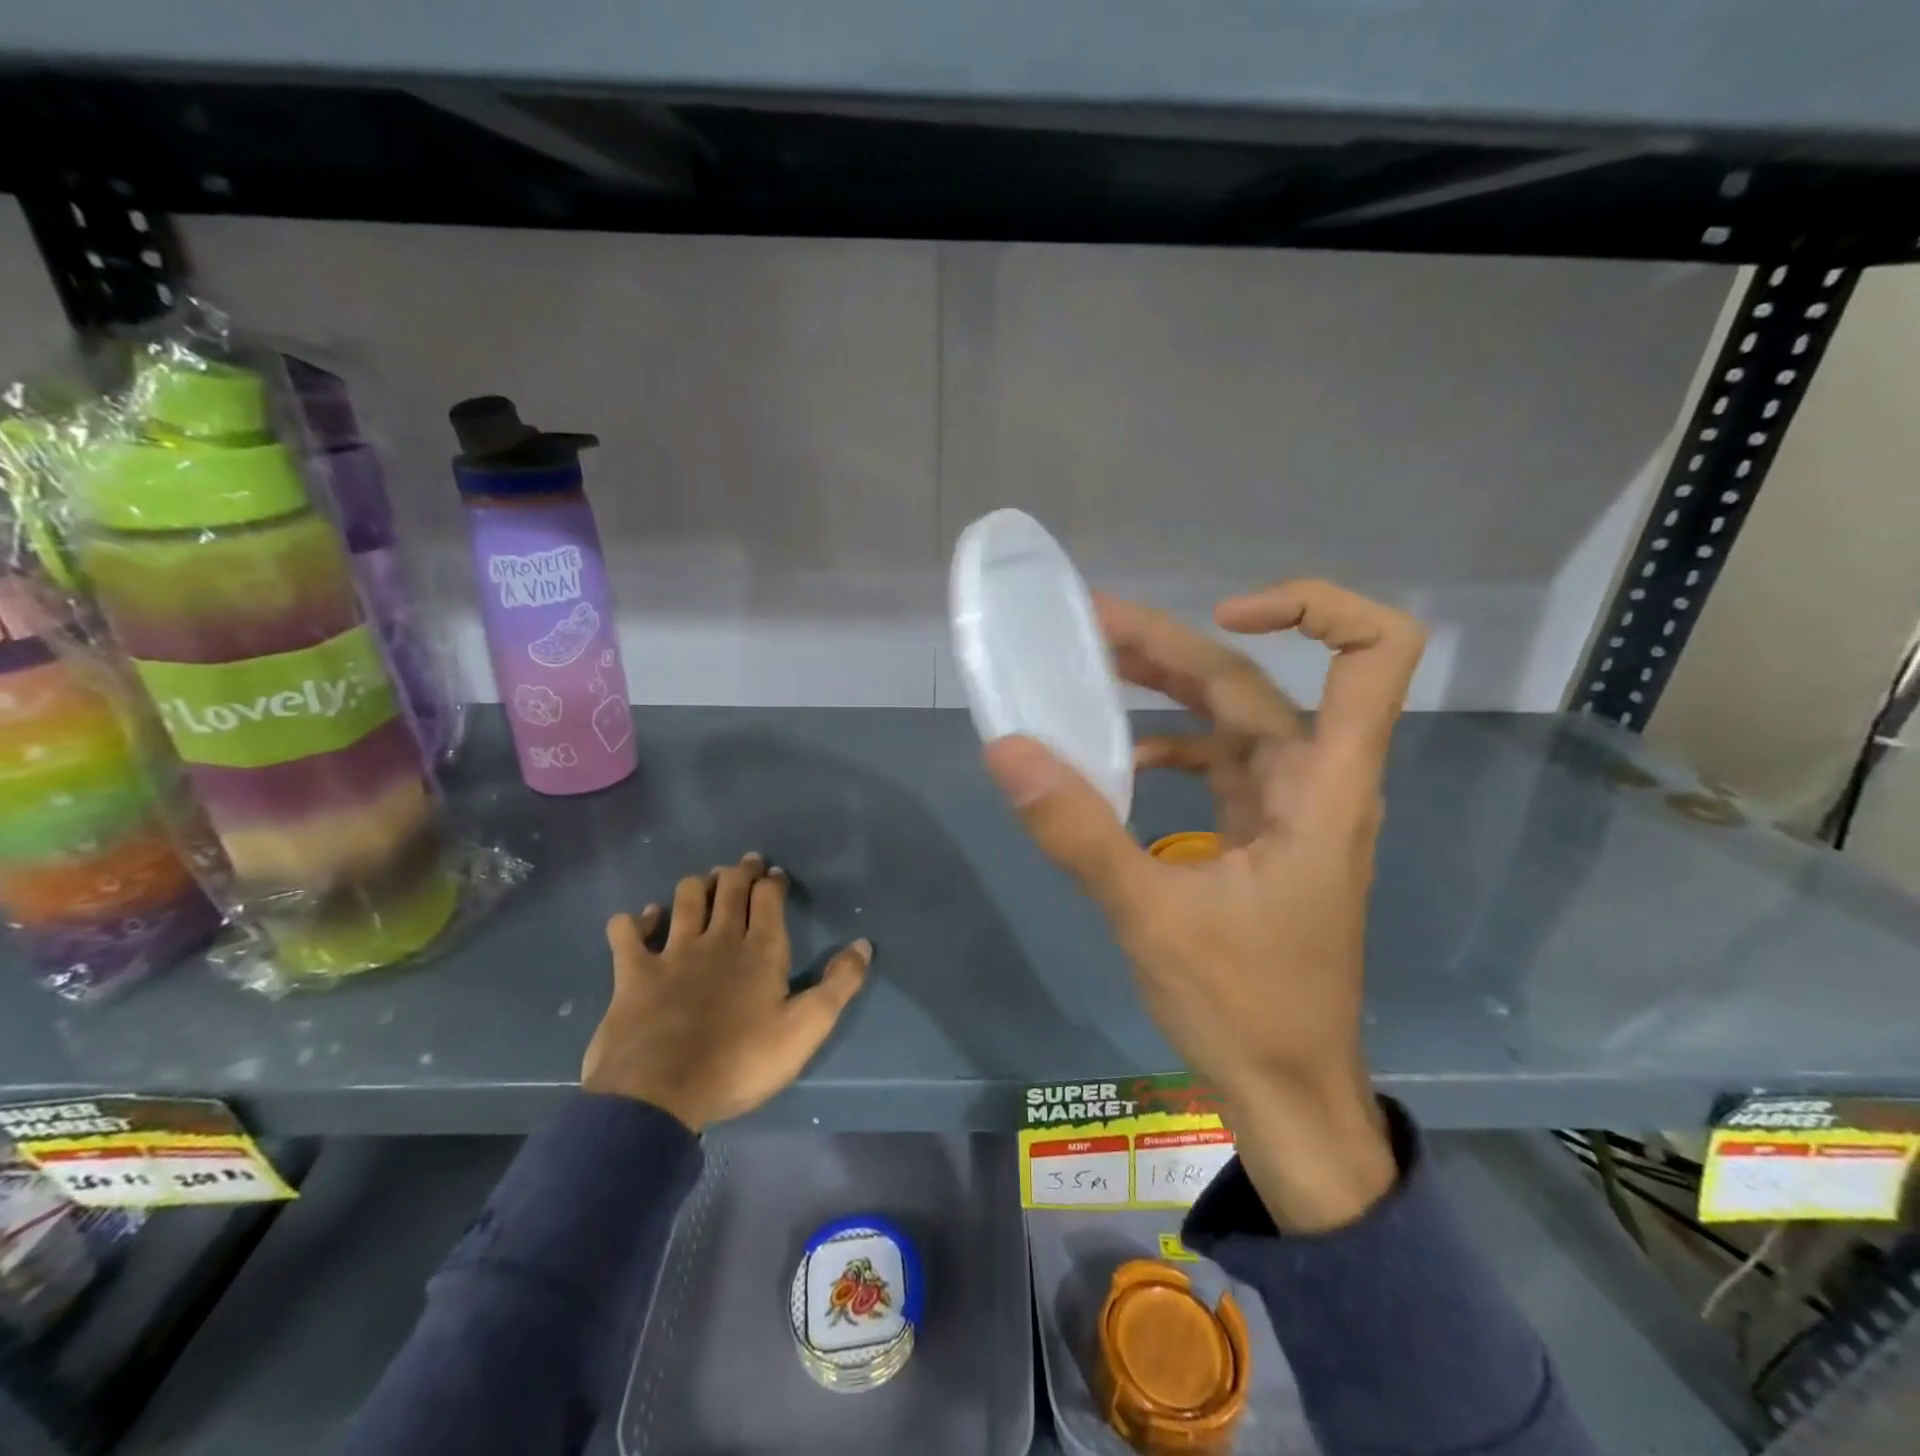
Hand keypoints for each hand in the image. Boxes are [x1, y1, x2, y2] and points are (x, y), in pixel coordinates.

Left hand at [582, 853, 871, 1131]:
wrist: (660, 1094)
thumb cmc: (740, 1062)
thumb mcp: (805, 1029)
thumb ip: (838, 985)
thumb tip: (864, 944)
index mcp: (760, 949)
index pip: (768, 898)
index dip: (772, 881)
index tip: (775, 873)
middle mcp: (718, 939)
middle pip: (729, 888)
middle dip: (739, 871)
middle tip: (745, 864)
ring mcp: (672, 952)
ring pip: (686, 898)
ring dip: (697, 885)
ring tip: (704, 882)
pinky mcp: (634, 972)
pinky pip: (628, 933)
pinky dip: (635, 921)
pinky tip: (641, 919)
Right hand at [984, 581, 1424, 1230]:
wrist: (1288, 1093)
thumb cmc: (1243, 1007)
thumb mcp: (1150, 916)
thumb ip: (1079, 831)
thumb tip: (1008, 749)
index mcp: (1322, 784)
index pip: (1372, 654)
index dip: (1312, 607)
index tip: (1223, 611)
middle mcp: (1316, 780)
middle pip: (1253, 681)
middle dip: (1172, 644)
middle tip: (1087, 626)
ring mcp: (1288, 808)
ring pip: (1231, 718)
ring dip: (1166, 687)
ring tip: (1091, 666)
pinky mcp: (1262, 835)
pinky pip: (1217, 766)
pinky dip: (1171, 748)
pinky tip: (1121, 761)